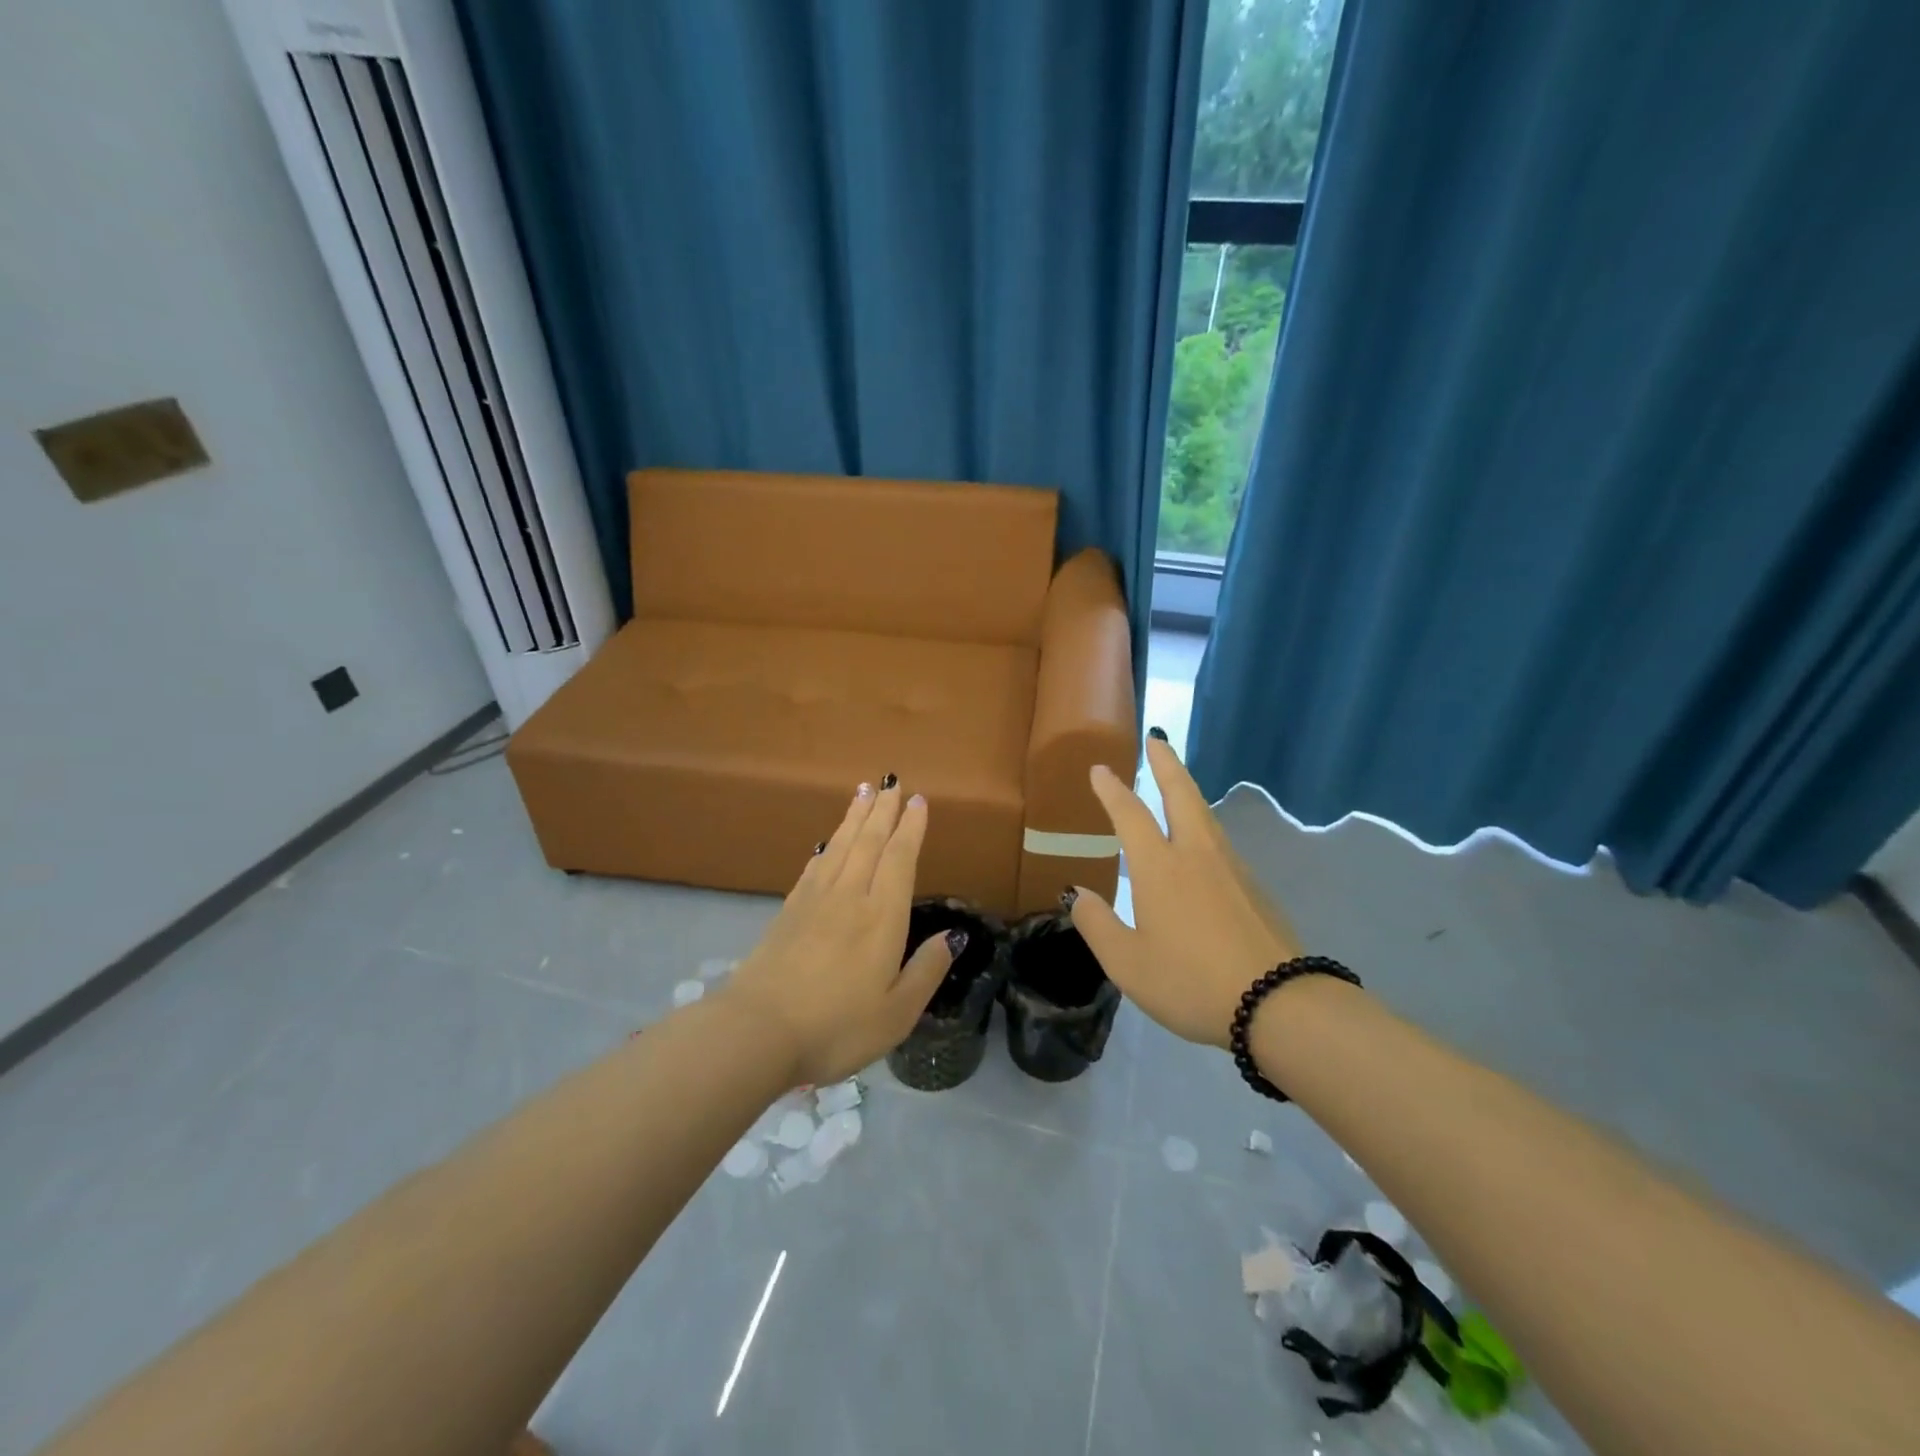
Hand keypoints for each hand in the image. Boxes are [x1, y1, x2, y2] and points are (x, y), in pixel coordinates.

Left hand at [721, 779, 957, 1084]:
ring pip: (840, 846)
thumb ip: (926, 970)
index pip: (899, 858)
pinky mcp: (788, 911)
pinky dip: (826, 847)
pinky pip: (814, 866)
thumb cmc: (836, 1027)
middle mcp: (849, 896)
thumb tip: (952, 936)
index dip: (911, 828)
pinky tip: (827, 842)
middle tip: (891, 781)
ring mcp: (814, 901)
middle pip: (869, 842)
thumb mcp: (897, 1013)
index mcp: (881, 917)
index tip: (918, 801)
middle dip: (883, 810)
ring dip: (854, 817)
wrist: (757, 1032)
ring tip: (863, 792)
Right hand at [1068, 737, 1304, 1046]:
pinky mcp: (1255, 889)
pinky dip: (1204, 827)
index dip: (1113, 790)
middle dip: (1166, 764)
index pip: (1130, 815)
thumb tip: (1076, 894)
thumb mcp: (1128, 964)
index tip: (1101, 768)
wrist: (1278, 1004)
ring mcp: (1232, 869)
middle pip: (1181, 795)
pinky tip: (1202, 847)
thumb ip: (1098, 925)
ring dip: (1187, 791)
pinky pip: (1221, 844)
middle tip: (1157, 739)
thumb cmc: (1191, 982)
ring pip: (1206, 816)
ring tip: (1176, 785)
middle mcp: (1196, 855)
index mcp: (1160, 867)